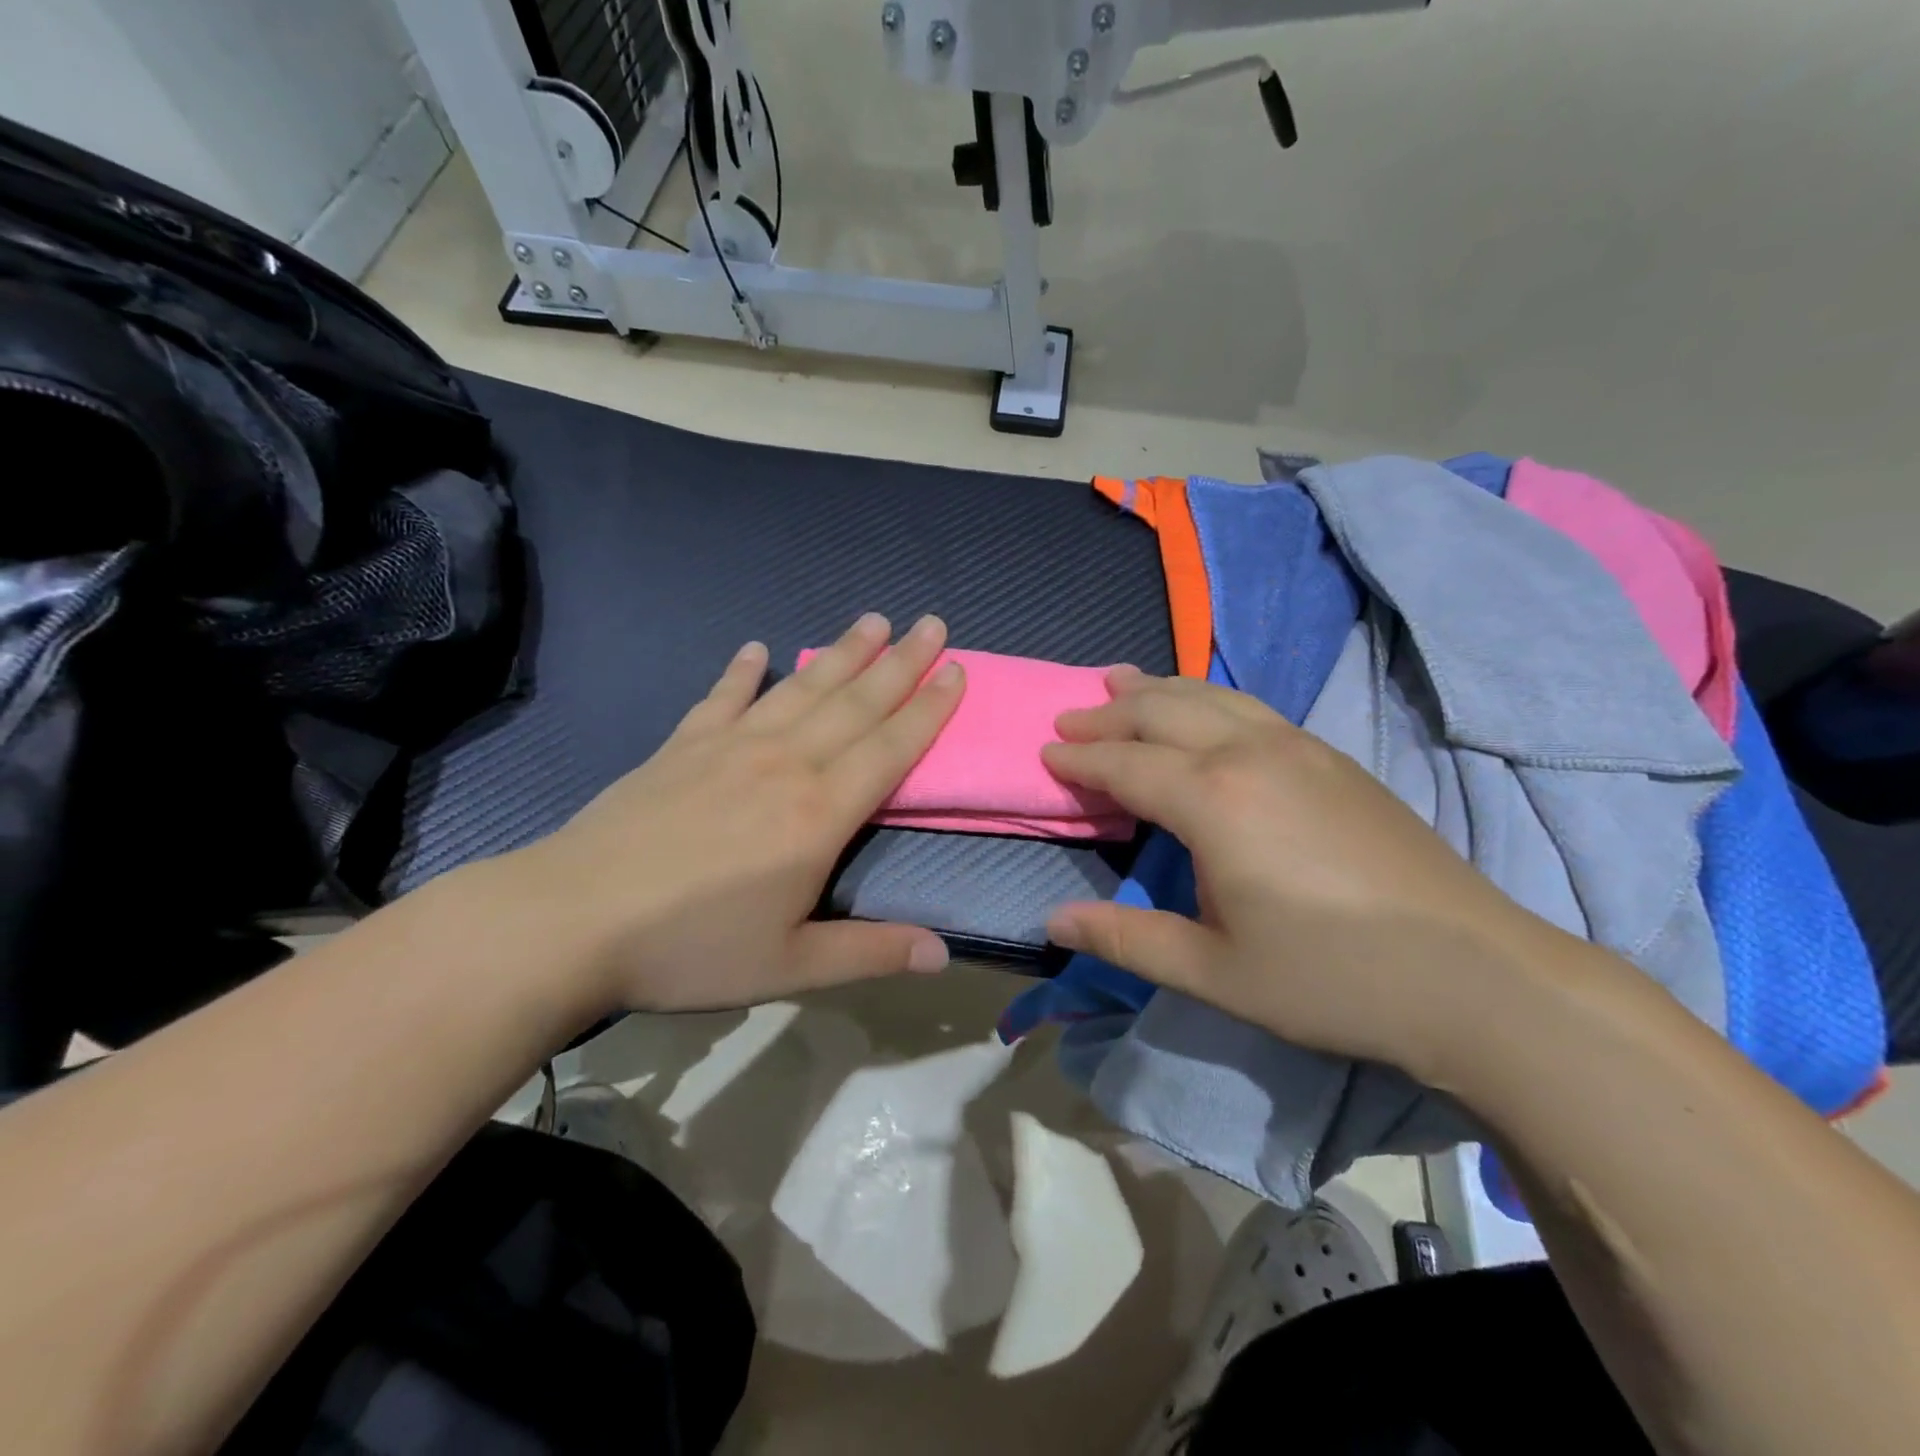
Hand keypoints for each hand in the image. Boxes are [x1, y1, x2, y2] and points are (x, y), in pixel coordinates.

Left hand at [509, 612, 963, 1013]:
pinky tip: (756, 648)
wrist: (572, 920)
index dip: (928, 709)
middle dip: (900, 662)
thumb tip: (944, 955)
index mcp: (820, 813)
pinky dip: (742, 671)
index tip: (956, 671)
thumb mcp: (789, 966)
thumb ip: (869, 952)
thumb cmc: (689, 947)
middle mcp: (785, 764)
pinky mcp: (681, 746)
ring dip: (841, 653)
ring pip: (801, 689)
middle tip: (932, 622)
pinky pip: (722, 697)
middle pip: (855, 703)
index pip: (890, 748)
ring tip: (872, 620)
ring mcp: (730, 747)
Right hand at [1042, 668, 1554, 1074]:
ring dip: (1157, 688)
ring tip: (1119, 679)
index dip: (1081, 759)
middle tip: (1069, 717)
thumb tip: (1053, 921)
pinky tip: (1203, 708)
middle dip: (1109, 713)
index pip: (1126, 764)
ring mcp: (1299, 748)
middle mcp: (1250, 754)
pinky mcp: (1333, 758)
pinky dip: (1206, 697)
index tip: (1046, 754)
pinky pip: (1250, 707)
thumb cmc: (1331, 977)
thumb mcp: (1214, 970)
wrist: (1475, 975)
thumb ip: (1127, 938)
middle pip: (1162, 712)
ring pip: (1210, 696)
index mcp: (1213, 800)